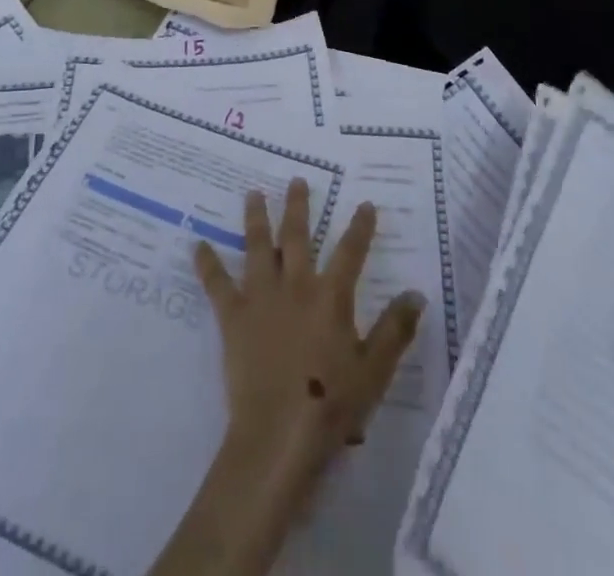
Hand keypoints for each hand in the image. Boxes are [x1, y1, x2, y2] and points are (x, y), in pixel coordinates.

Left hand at [194, 178, 424, 464]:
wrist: (278, 433)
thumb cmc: (331, 406)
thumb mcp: (375, 372)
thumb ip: (395, 330)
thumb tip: (416, 294)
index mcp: (330, 296)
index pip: (350, 252)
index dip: (360, 227)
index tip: (365, 204)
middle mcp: (295, 285)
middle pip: (296, 236)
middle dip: (299, 206)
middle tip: (297, 180)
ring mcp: (261, 297)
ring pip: (257, 246)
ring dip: (256, 217)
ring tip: (253, 193)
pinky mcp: (233, 316)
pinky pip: (217, 284)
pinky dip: (206, 263)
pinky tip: (197, 244)